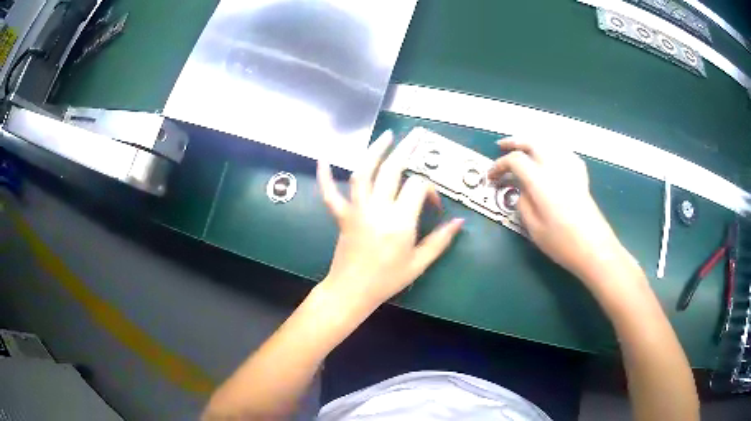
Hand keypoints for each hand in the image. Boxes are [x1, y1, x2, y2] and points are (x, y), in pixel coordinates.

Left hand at [317, 130, 463, 311]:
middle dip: (405, 150)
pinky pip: (330, 193)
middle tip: (414, 136)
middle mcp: (378, 209)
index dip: (430, 190)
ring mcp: (356, 210)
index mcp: (400, 221)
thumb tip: (459, 222)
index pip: (417, 187)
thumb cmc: (387, 280)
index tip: (434, 206)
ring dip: (374, 151)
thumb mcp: (419, 263)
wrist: (352, 291)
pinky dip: (325, 175)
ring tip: (386, 136)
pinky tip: (322, 158)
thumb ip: (440, 241)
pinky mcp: (341, 215)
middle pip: (392, 170)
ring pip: (363, 173)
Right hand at [488, 138, 631, 286]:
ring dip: (533, 142)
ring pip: (549, 143)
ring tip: (524, 148)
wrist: (595, 248)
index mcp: (541, 181)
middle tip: (501, 146)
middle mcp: (555, 168)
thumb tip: (521, 190)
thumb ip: (523, 204)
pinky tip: (551, 158)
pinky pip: (565, 153)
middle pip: (533, 143)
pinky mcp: (581, 176)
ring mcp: (571, 169)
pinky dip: (553, 150)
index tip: (491, 176)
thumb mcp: (534, 229)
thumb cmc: (562, 243)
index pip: (515, 161)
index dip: (499, 165)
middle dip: (514, 142)